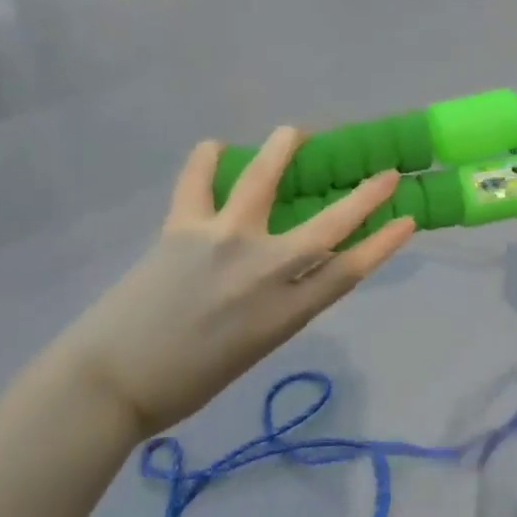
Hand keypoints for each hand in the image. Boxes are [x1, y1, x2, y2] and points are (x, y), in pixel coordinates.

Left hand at [52, 128, 416, 436]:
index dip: (383, 243)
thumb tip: (294, 265)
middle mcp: (263, 271)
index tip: (407, 218)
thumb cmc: (185, 382)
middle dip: (364, 196)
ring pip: (263, 181)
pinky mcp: (183, 228)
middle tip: (385, 174)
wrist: (109, 385)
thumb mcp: (253, 348)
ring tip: (294, 132)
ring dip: (283, 149)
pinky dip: (205, 158)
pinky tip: (214, 146)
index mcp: (283, 313)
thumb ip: (280, 305)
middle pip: (327, 226)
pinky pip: (197, 181)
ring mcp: (223, 242)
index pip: (349, 271)